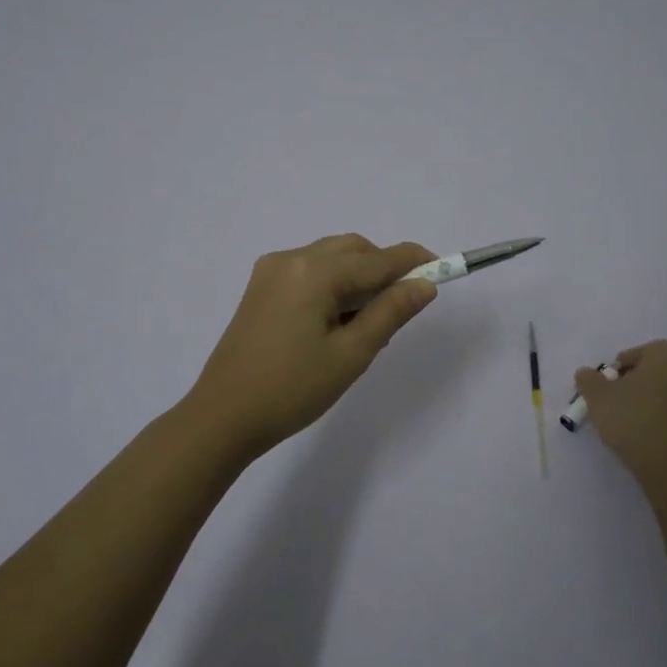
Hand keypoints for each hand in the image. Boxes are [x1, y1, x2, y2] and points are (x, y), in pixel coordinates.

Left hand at [183, 234, 438, 461]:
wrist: (223, 416)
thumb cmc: (292, 389)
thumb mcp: (352, 354)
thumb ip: (391, 312)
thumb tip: (425, 285)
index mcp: (314, 272)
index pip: (377, 259)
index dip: (413, 262)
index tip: (443, 268)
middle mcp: (291, 259)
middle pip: (353, 250)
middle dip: (383, 268)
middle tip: (405, 304)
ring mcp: (271, 271)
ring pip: (330, 258)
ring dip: (358, 276)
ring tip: (369, 321)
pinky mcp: (260, 288)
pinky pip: (309, 271)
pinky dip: (333, 284)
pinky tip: (337, 320)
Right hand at [574, 340, 666, 489]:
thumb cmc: (633, 419)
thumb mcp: (597, 396)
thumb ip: (588, 380)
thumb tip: (587, 374)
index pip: (642, 351)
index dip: (622, 365)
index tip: (608, 383)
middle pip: (660, 370)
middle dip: (639, 382)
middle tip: (618, 400)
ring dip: (654, 400)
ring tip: (632, 420)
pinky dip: (666, 418)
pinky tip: (649, 434)